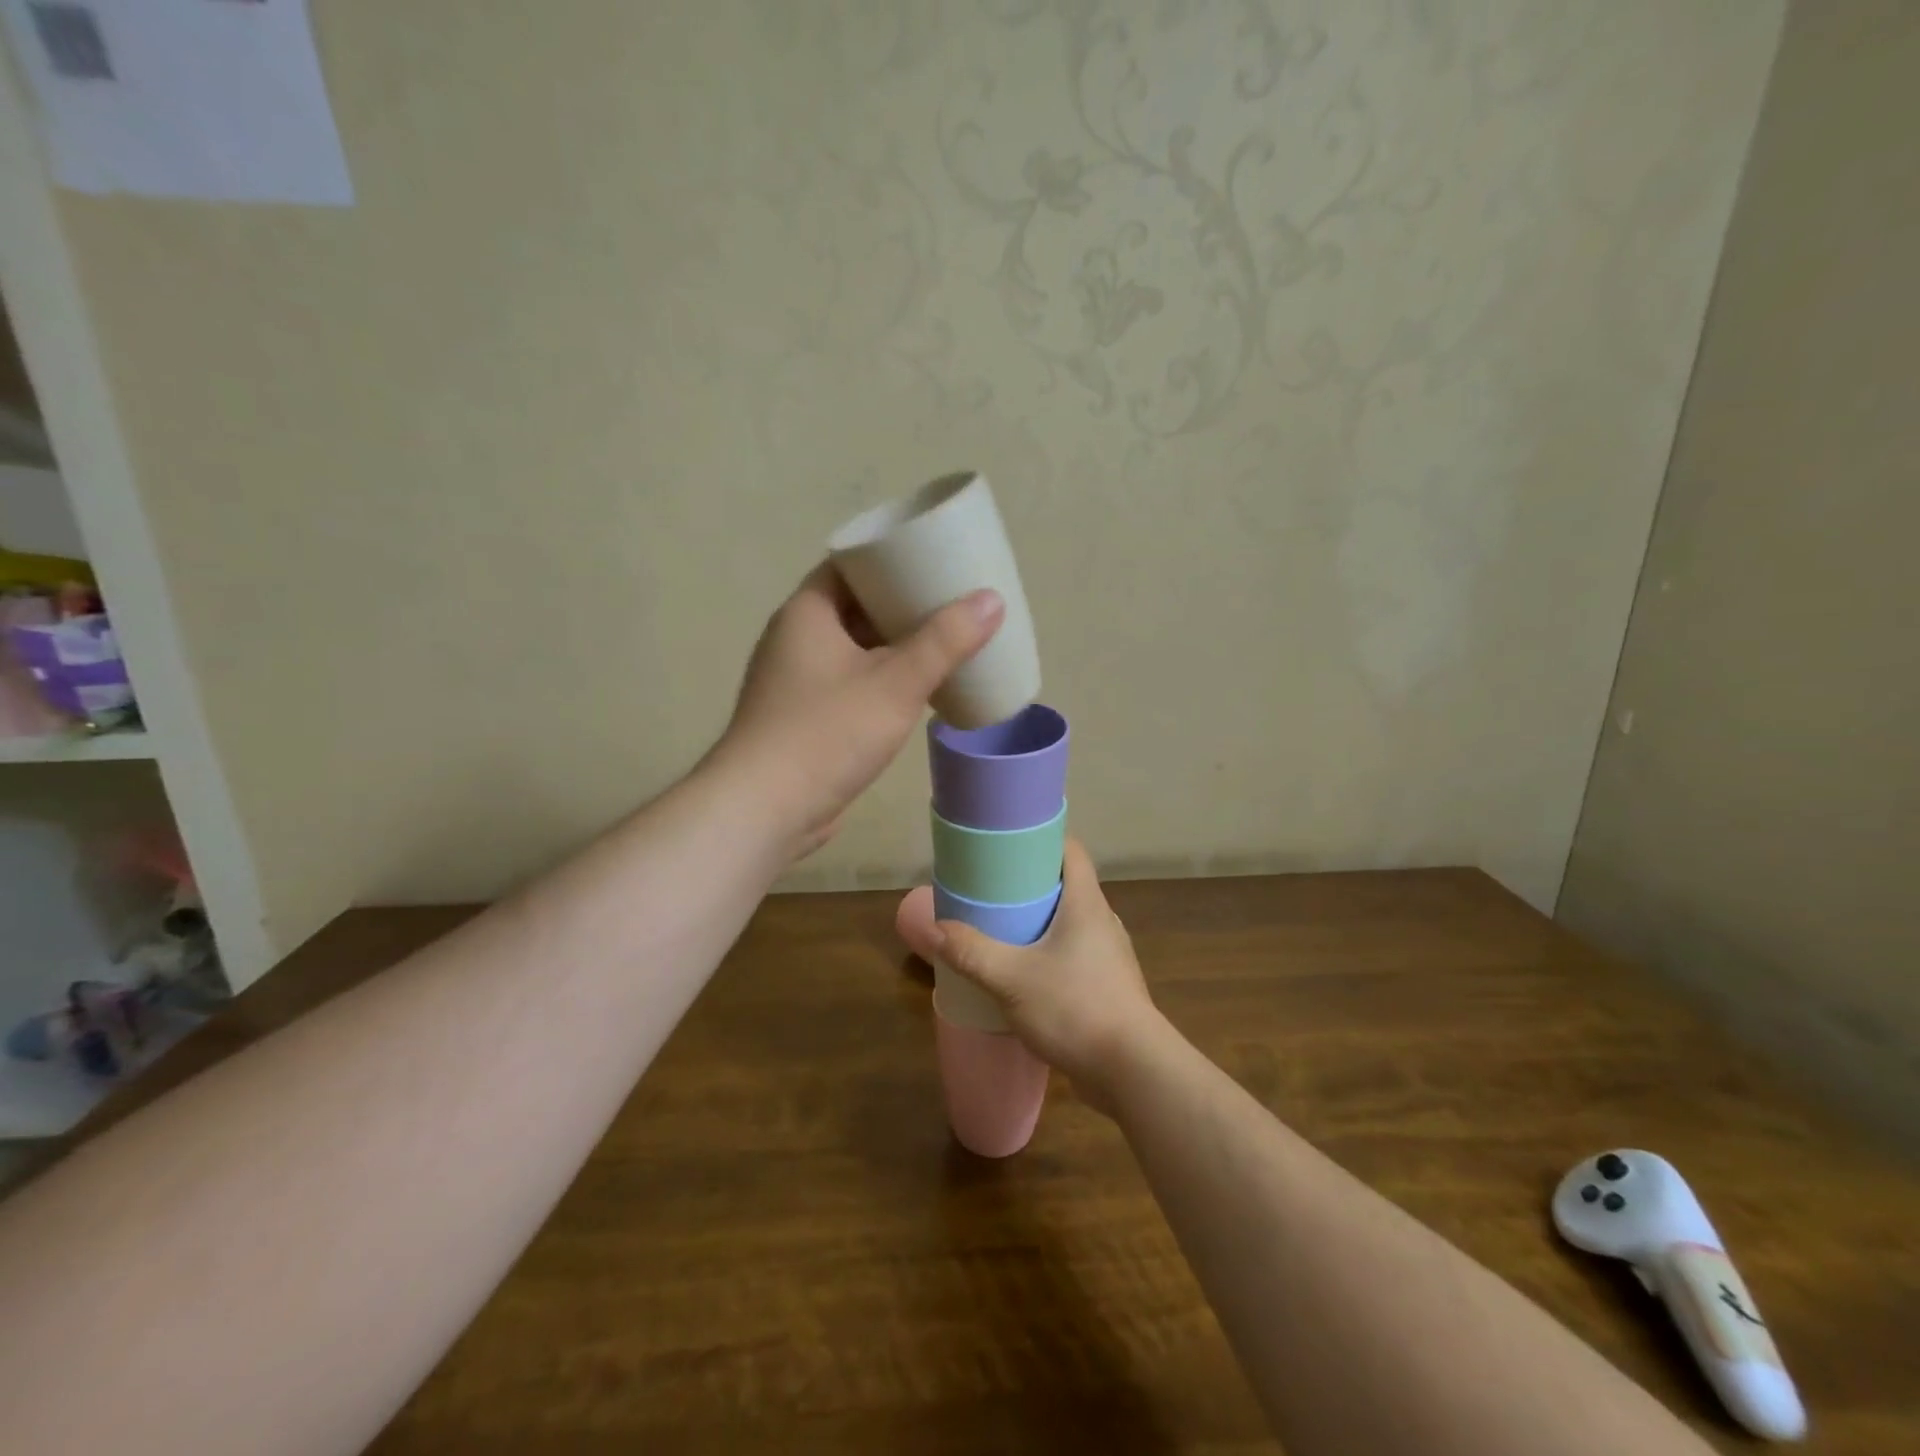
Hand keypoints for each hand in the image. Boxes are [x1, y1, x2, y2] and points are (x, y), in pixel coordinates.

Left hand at [715, 564, 1002, 860]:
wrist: (765, 810)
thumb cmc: (827, 733)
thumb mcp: (896, 683)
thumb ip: (945, 641)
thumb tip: (991, 599)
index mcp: (807, 612)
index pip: (849, 565)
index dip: (890, 558)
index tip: (933, 559)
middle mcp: (795, 638)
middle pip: (854, 606)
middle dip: (901, 604)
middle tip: (951, 602)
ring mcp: (796, 681)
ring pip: (853, 648)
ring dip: (893, 645)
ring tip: (944, 642)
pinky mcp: (803, 717)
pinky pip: (849, 682)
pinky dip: (880, 679)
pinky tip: (915, 690)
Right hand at [895, 839, 1168, 1108]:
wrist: (1133, 1072)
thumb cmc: (1075, 1008)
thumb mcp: (1012, 978)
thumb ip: (971, 952)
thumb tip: (933, 927)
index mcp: (1087, 903)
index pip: (1071, 851)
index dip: (1042, 838)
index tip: (1008, 841)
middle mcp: (1103, 921)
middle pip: (1068, 885)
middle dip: (1031, 883)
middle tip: (993, 887)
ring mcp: (1110, 956)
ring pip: (1071, 922)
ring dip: (1041, 921)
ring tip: (1004, 927)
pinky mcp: (1110, 986)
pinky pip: (1076, 954)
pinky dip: (1051, 952)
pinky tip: (1026, 973)